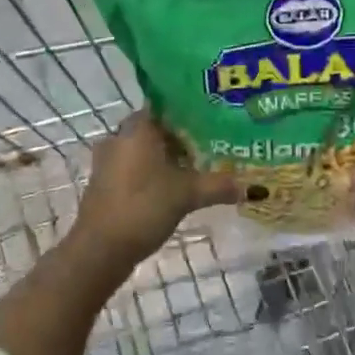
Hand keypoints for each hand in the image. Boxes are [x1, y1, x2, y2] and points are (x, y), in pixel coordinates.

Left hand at [76, 111, 241, 260]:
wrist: (100, 248)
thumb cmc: (144, 207)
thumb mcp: (187, 195)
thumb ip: (219, 186)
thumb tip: (254, 187)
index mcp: (137, 128)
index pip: (165, 106)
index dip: (189, 111)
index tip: (213, 119)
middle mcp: (120, 137)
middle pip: (156, 129)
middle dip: (182, 137)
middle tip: (212, 145)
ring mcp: (109, 160)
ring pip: (145, 149)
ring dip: (167, 157)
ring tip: (198, 167)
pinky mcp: (105, 182)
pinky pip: (134, 167)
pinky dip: (153, 172)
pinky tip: (174, 186)